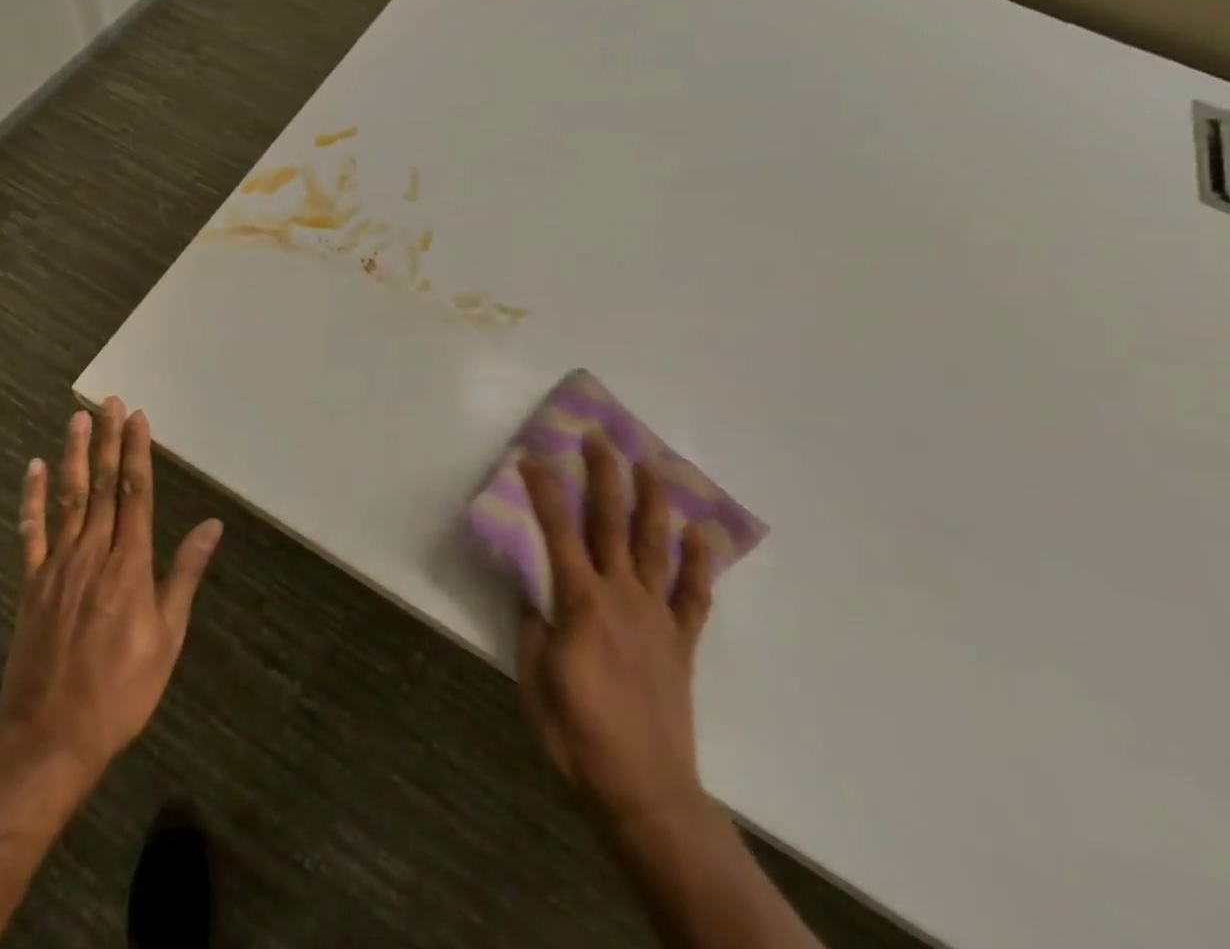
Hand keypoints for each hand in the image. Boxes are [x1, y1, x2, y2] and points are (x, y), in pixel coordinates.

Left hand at [0, 397, 222, 788]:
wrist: (49, 738)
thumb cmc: (121, 690)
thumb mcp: (168, 637)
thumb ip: (185, 575)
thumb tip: (212, 526)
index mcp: (130, 565)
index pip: (136, 494)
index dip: (137, 453)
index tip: (138, 419)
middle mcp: (93, 554)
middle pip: (103, 486)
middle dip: (108, 441)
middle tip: (110, 403)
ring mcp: (57, 566)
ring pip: (68, 499)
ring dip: (74, 456)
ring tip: (78, 419)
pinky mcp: (30, 584)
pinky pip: (30, 533)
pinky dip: (32, 499)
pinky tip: (35, 469)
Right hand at [516, 434, 714, 831]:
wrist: (644, 792)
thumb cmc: (577, 736)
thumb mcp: (534, 680)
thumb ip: (531, 624)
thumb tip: (529, 585)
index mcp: (580, 602)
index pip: (557, 531)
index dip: (544, 490)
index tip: (532, 457)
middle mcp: (621, 595)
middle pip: (611, 523)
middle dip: (603, 475)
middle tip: (598, 437)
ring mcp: (656, 615)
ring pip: (654, 545)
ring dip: (651, 501)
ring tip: (651, 464)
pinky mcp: (681, 641)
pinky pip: (693, 594)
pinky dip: (699, 561)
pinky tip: (700, 531)